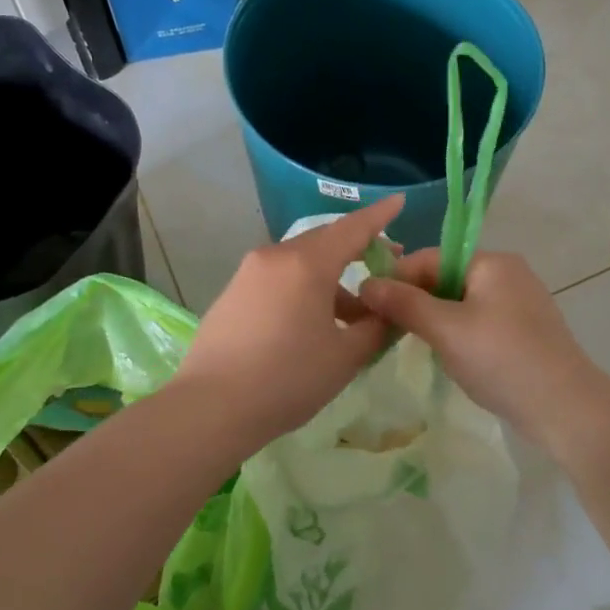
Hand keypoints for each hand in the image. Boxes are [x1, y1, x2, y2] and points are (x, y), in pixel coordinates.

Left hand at [174, 196, 402, 445]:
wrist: (210, 407)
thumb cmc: (287, 378)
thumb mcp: (345, 356)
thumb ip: (376, 327)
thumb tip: (389, 312)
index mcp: (307, 263)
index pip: (352, 228)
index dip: (380, 215)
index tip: (399, 201)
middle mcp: (275, 256)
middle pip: (325, 241)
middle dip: (357, 249)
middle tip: (385, 267)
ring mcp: (249, 273)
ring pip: (301, 262)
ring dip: (331, 278)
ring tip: (353, 314)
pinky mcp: (233, 293)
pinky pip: (279, 278)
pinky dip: (304, 288)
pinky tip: (313, 323)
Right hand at [357, 249, 604, 438]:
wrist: (566, 408)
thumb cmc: (501, 359)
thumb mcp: (446, 330)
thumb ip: (405, 304)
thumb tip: (366, 283)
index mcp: (491, 262)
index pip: (429, 258)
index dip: (397, 280)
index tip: (369, 308)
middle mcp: (508, 273)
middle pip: (445, 278)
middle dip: (416, 302)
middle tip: (386, 331)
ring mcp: (520, 302)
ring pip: (461, 303)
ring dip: (435, 321)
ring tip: (414, 346)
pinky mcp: (525, 330)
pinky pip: (480, 322)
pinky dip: (459, 335)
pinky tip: (450, 358)